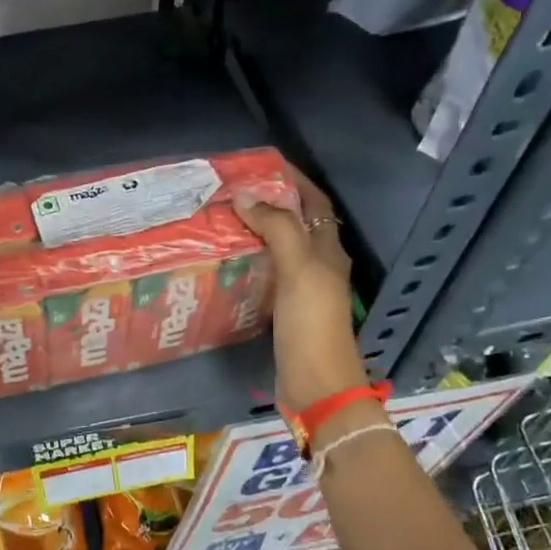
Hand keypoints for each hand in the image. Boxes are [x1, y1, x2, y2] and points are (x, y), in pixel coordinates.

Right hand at [237, 169, 369, 413]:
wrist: (316, 385)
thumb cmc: (311, 324)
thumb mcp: (298, 269)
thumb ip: (277, 230)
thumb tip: (247, 197)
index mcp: (327, 251)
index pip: (315, 203)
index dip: (294, 180)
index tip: (263, 164)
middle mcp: (317, 266)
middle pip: (296, 224)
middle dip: (269, 203)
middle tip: (232, 193)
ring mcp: (301, 291)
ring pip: (279, 250)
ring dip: (257, 233)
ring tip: (223, 221)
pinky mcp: (285, 312)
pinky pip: (267, 275)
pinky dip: (249, 263)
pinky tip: (226, 264)